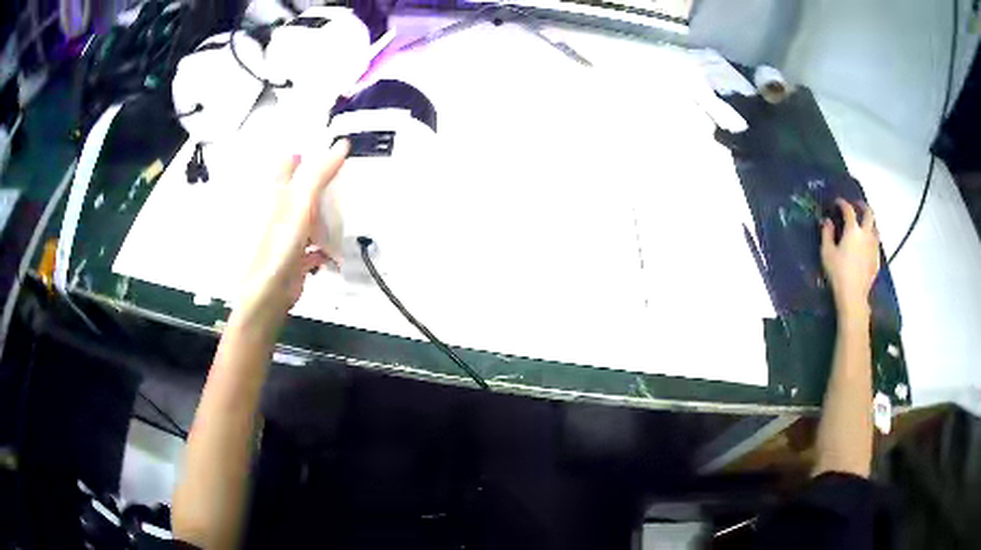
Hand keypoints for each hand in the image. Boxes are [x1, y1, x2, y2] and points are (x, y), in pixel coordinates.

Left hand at [238, 140, 349, 321]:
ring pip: (311, 216)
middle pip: (303, 189)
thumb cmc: (278, 246)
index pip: (289, 163)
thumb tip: (341, 145)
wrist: (270, 292)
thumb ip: (319, 175)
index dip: (305, 152)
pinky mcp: (298, 255)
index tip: (327, 147)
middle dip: (322, 182)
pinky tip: (337, 248)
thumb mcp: (301, 204)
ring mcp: (290, 234)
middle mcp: (283, 211)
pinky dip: (327, 246)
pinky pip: (316, 245)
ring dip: (327, 213)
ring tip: (348, 207)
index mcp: (279, 194)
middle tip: (345, 175)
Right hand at [821, 198, 879, 322]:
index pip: (849, 209)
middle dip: (862, 206)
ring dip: (869, 222)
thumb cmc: (838, 273)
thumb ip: (827, 234)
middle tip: (856, 205)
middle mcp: (866, 234)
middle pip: (869, 213)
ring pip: (875, 227)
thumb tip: (828, 221)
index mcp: (853, 230)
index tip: (837, 202)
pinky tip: (867, 243)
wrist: (854, 296)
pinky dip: (872, 237)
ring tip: (863, 224)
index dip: (842, 203)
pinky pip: (876, 242)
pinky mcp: (877, 259)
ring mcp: (874, 246)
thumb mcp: (827, 252)